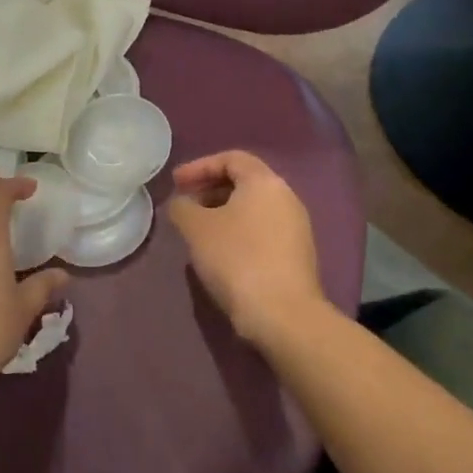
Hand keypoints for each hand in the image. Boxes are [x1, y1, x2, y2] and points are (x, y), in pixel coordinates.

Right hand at [168, 151, 326, 348]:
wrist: (283, 314)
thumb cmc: (236, 259)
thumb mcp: (196, 229)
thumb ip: (183, 207)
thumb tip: (182, 203)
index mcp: (265, 182)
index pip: (231, 158)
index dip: (199, 166)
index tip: (176, 183)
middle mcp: (286, 197)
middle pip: (244, 182)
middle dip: (210, 189)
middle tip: (185, 205)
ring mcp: (296, 227)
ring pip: (254, 208)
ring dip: (223, 213)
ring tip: (198, 231)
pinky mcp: (297, 254)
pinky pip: (263, 230)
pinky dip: (238, 231)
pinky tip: (221, 253)